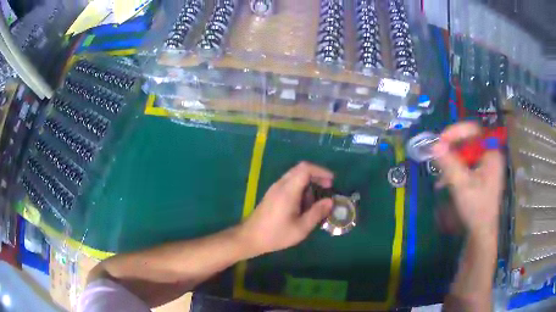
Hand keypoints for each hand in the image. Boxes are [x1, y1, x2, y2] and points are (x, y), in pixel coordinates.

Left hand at [240, 162, 333, 256]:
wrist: (250, 237)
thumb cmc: (276, 234)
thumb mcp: (301, 228)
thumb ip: (317, 213)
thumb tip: (330, 201)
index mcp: (288, 190)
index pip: (306, 169)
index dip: (321, 171)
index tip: (332, 181)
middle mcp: (280, 185)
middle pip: (300, 169)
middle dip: (317, 175)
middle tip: (327, 188)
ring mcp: (275, 188)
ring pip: (295, 175)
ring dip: (308, 183)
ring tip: (316, 201)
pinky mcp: (272, 194)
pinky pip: (289, 183)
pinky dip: (300, 187)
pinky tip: (303, 204)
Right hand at [432, 122, 504, 238]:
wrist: (481, 233)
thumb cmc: (476, 209)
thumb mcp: (461, 185)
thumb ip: (449, 163)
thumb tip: (434, 144)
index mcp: (491, 154)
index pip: (474, 130)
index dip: (457, 131)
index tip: (441, 140)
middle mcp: (491, 156)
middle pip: (469, 142)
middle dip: (452, 149)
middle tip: (438, 156)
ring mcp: (487, 166)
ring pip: (466, 154)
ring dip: (452, 161)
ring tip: (440, 174)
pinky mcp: (482, 175)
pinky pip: (467, 165)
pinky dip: (456, 170)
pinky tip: (445, 181)